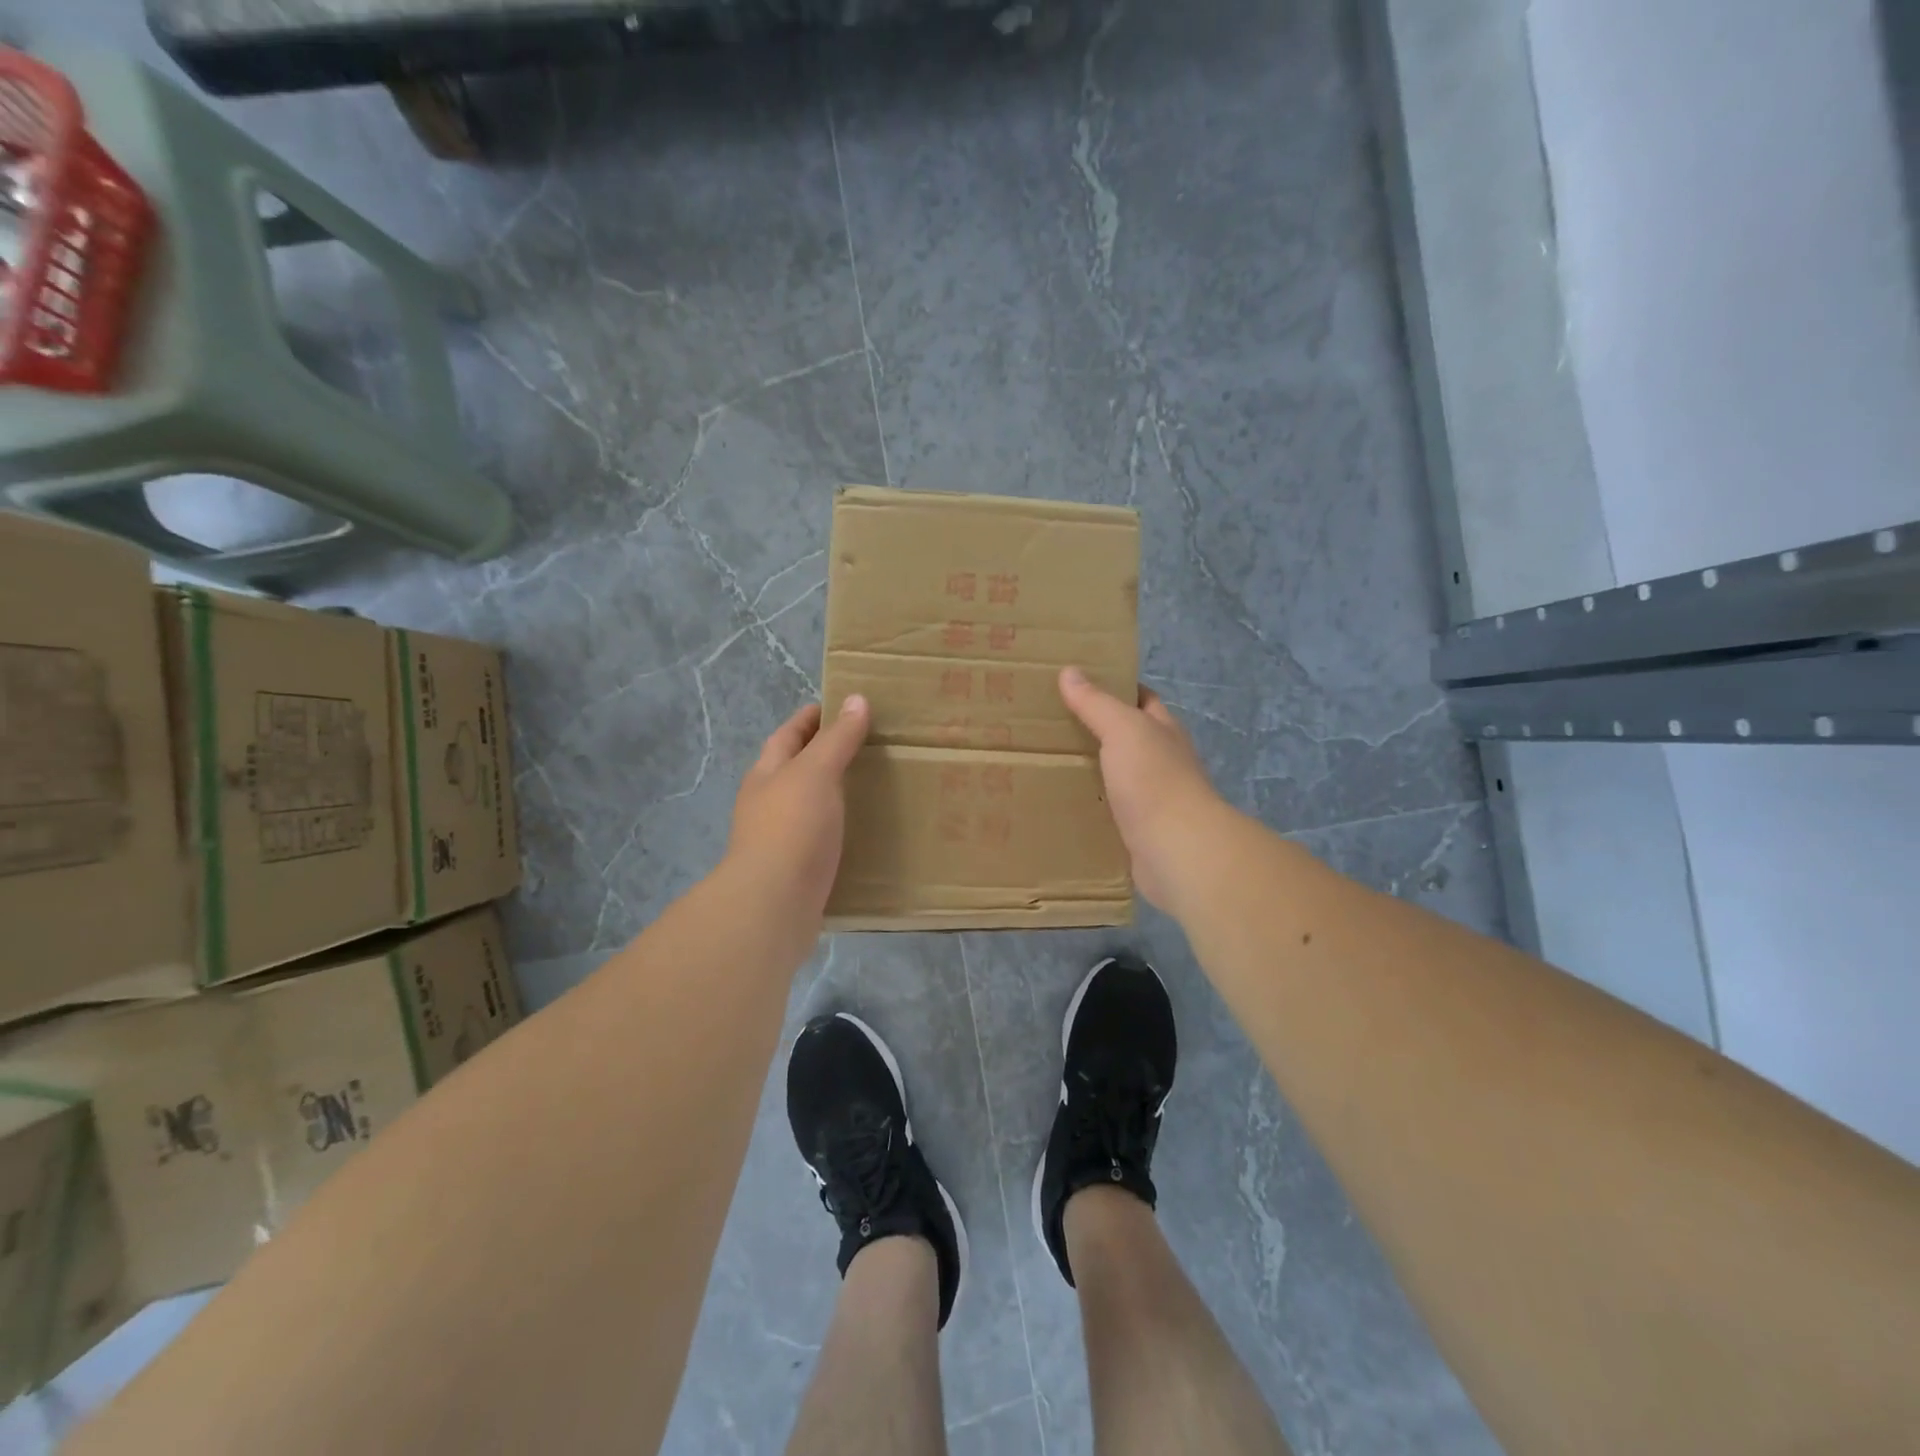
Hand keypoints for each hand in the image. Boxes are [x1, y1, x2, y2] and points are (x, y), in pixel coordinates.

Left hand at [726, 695, 870, 918]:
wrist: (773, 904)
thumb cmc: (791, 828)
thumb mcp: (816, 772)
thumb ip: (837, 739)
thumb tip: (857, 699)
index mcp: (768, 774)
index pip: (788, 735)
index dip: (811, 718)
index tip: (842, 706)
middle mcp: (768, 803)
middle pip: (795, 769)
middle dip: (824, 755)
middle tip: (867, 745)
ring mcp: (780, 838)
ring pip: (809, 806)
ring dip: (834, 794)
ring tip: (873, 787)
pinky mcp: (797, 870)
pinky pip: (822, 840)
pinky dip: (841, 830)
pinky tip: (866, 833)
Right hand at [1059, 667, 1226, 910]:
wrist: (1177, 849)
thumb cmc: (1154, 780)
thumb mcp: (1123, 729)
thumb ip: (1097, 703)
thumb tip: (1070, 671)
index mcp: (1163, 731)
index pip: (1142, 699)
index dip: (1115, 687)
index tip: (1077, 684)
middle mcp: (1162, 761)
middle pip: (1127, 738)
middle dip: (1095, 730)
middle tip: (1050, 724)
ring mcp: (1153, 798)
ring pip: (1116, 776)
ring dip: (1090, 771)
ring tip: (1047, 762)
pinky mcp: (1139, 832)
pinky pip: (1109, 812)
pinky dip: (1090, 806)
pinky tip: (1061, 805)